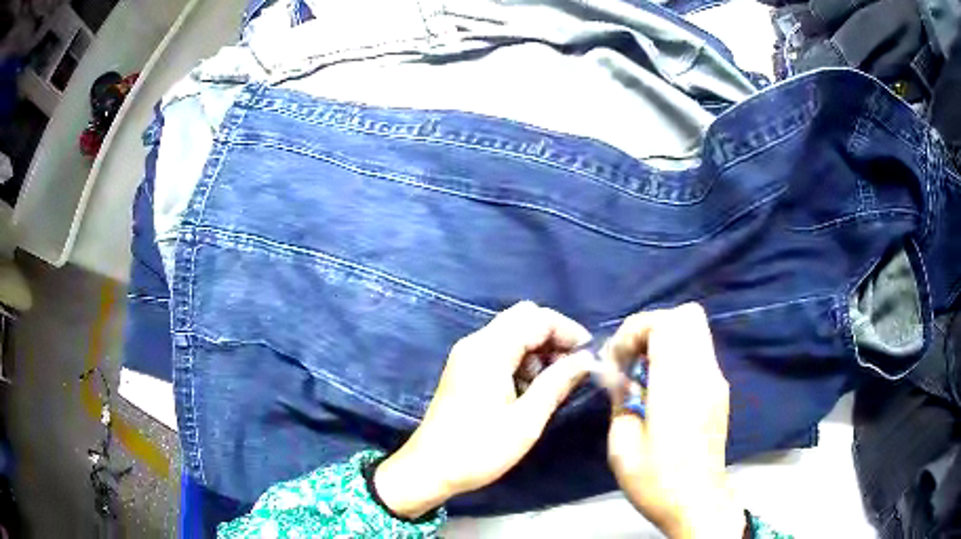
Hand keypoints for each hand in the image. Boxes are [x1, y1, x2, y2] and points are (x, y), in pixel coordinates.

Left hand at [375, 301, 593, 518]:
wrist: (429, 469)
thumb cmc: (479, 449)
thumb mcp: (526, 421)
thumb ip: (557, 383)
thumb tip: (586, 360)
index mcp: (489, 350)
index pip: (536, 318)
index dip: (567, 330)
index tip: (589, 355)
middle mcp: (475, 344)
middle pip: (522, 319)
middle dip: (553, 337)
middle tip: (572, 367)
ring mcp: (467, 356)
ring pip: (511, 334)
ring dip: (538, 350)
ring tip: (554, 383)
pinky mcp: (464, 370)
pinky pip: (500, 351)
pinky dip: (521, 360)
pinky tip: (530, 389)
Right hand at [604, 303, 745, 538]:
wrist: (697, 502)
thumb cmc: (656, 480)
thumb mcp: (622, 446)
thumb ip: (620, 400)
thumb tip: (619, 376)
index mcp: (678, 386)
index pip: (665, 323)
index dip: (634, 331)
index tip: (617, 361)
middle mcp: (703, 373)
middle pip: (686, 316)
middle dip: (652, 327)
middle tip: (632, 357)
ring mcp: (716, 379)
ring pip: (696, 330)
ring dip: (665, 339)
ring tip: (644, 371)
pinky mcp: (720, 389)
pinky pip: (699, 351)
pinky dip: (677, 354)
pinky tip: (661, 387)